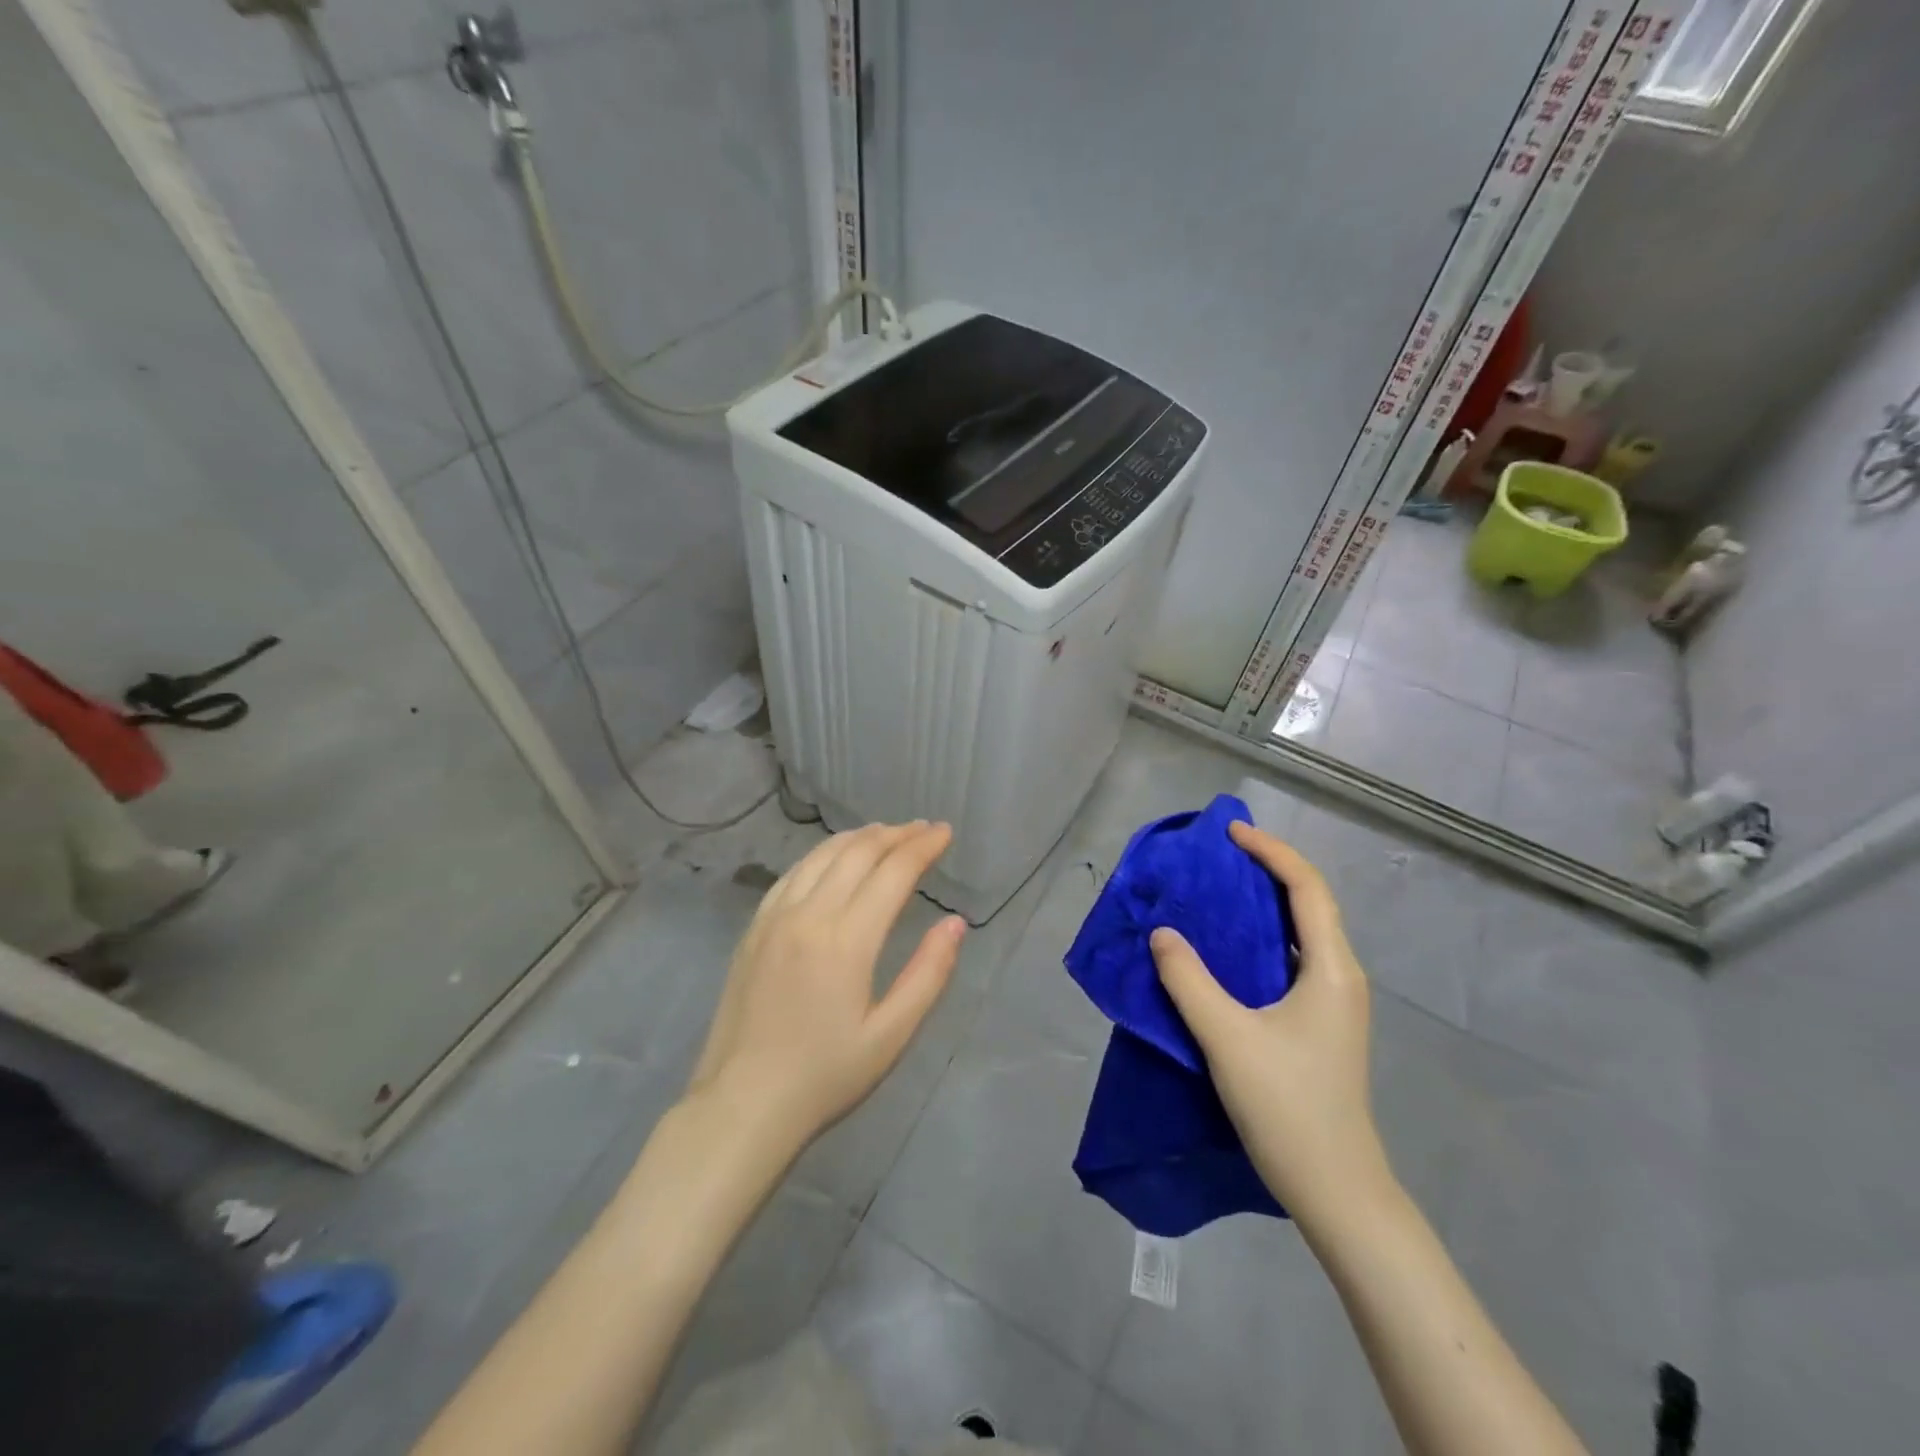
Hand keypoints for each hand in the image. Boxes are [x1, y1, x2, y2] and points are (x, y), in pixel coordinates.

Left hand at [686, 821, 964, 1153]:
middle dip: (896, 834)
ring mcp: (775, 917)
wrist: (743, 1103)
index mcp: (847, 939)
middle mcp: (809, 914)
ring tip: (886, 833)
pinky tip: (834, 858)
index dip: (923, 847)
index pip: (893, 872)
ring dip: (859, 837)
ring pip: (822, 855)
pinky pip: (792, 873)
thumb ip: (929, 974)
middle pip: (858, 853)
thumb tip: (955, 923)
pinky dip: (822, 854)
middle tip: (923, 829)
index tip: (945, 832)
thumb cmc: (826, 1075)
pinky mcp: (754, 928)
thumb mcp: (891, 1035)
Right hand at [1149, 822, 1391, 1228]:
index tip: (1231, 834)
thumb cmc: (1287, 1106)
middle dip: (1267, 871)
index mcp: (1332, 969)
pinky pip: (1292, 961)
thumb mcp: (1227, 1037)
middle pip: (1310, 904)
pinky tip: (1227, 952)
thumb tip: (1162, 933)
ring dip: (1264, 906)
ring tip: (1217, 894)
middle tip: (1219, 858)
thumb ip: (1188, 980)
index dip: (1271, 852)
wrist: (1336, 1189)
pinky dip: (1262, 940)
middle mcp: (1341, 977)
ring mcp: (1334, 1004)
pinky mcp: (1321, 1025)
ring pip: (1301, 934)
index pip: (1307, 888)